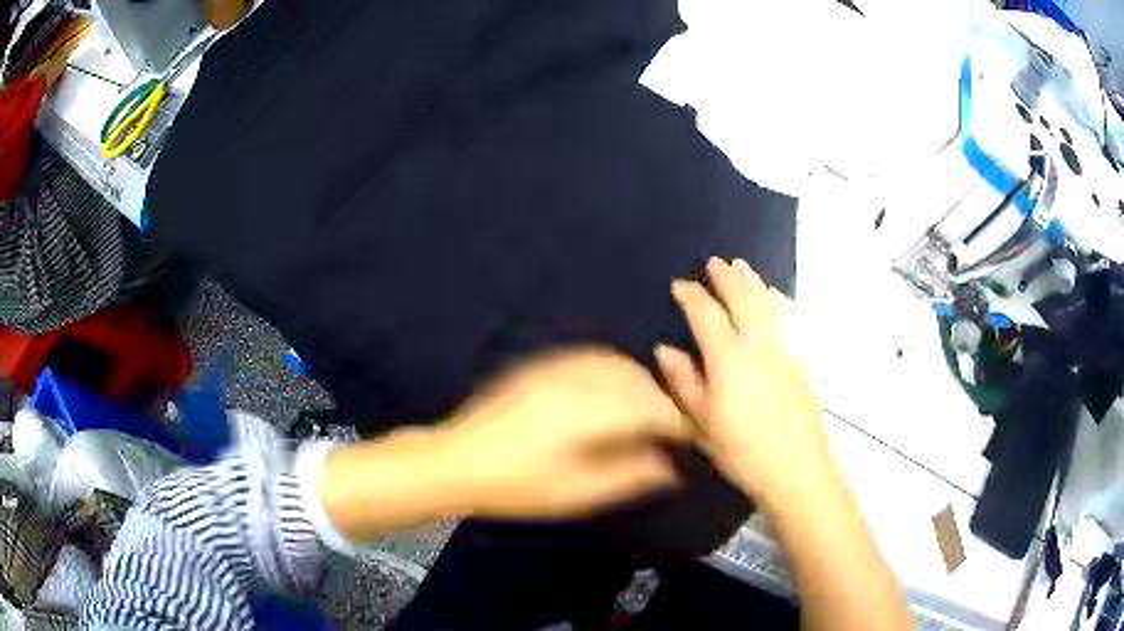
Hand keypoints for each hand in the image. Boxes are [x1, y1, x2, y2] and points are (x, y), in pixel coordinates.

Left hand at [438, 348, 692, 518]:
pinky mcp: (540, 367)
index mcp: (587, 412)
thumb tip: (669, 467)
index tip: (693, 437)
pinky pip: (590, 359)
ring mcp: (554, 368)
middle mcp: (575, 380)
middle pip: (637, 380)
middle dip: (661, 402)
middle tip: (669, 433)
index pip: (651, 407)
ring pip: (616, 364)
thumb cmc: (515, 486)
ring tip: (643, 416)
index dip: (678, 421)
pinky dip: (613, 373)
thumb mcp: (575, 492)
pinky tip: (610, 396)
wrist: (456, 461)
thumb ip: (628, 476)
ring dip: (639, 385)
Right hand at [655, 257, 833, 508]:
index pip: (706, 313)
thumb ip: (684, 382)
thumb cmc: (742, 449)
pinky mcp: (802, 356)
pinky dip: (778, 298)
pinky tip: (775, 295)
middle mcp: (758, 341)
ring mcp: (785, 346)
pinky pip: (789, 314)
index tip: (680, 284)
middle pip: (741, 296)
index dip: (691, 295)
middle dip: (725, 276)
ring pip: (767, 300)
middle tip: (714, 262)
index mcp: (728, 357)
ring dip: (751, 280)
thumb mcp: (702, 422)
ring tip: (741, 266)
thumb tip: (665, 350)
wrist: (797, 466)